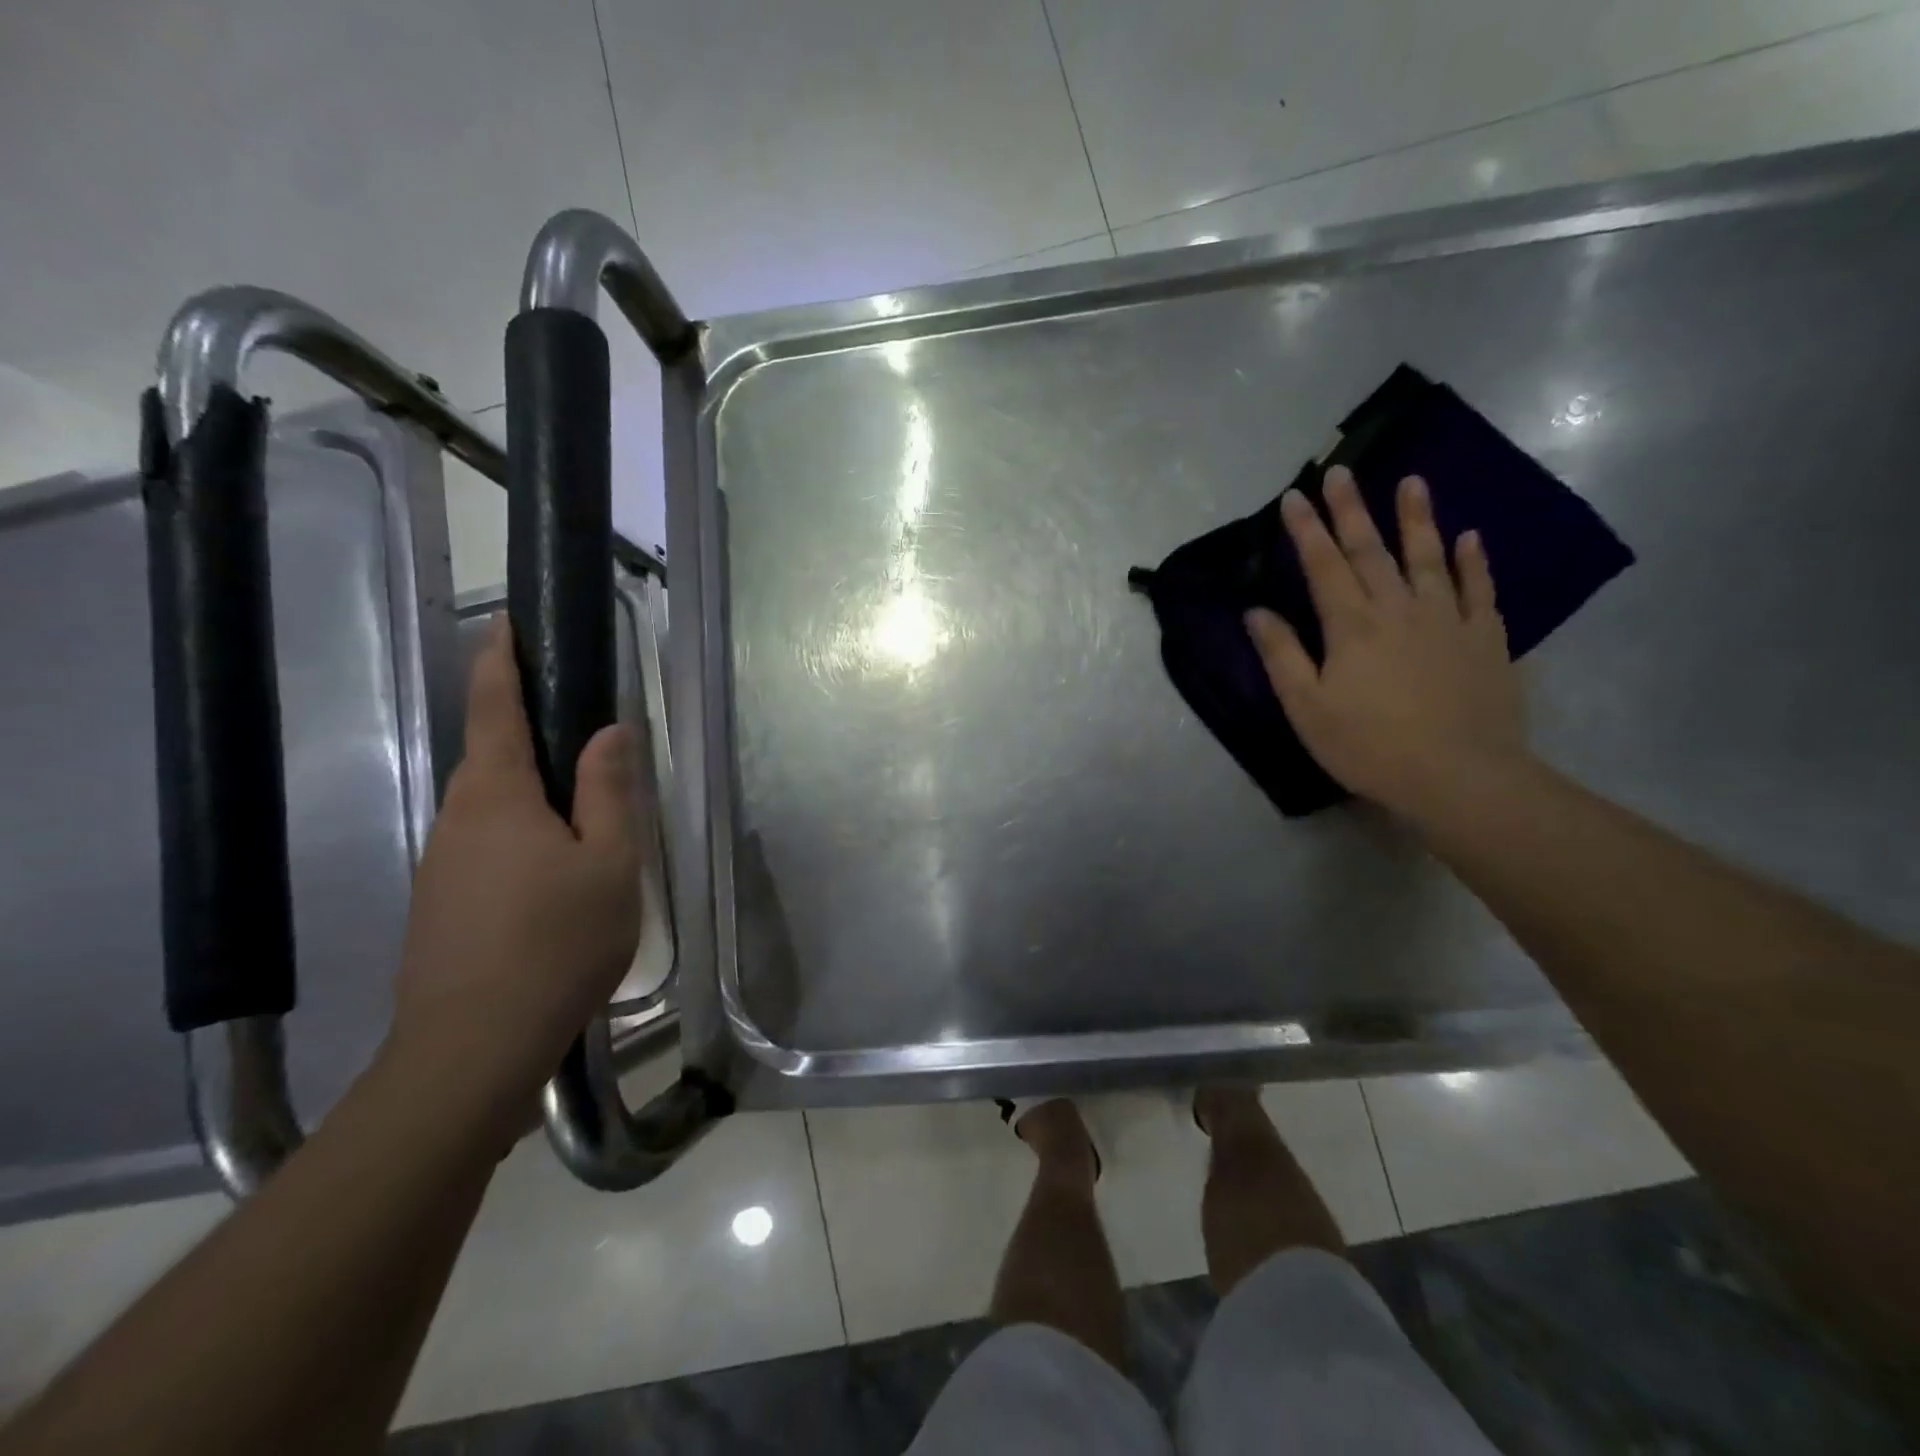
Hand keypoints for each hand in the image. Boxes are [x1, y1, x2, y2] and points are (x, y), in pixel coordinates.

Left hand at [390, 616, 642, 1104]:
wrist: (473, 1048)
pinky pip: (487, 845)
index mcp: (497, 796)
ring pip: (492, 807)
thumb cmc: (556, 942)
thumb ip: (609, 791)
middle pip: (492, 756)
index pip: (494, 707)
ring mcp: (443, 864)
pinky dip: (523, 834)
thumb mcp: (608, 862)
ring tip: (584, 811)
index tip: (505, 621)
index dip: (500, 660)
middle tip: (581, 729)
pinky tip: (556, 874)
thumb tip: (609, 730)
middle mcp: (458, 818)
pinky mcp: (442, 904)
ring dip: (531, 792)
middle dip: (527, 730)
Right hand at [1245, 466, 1526, 819]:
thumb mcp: (1307, 707)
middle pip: (1370, 550)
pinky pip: (1478, 589)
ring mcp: (1447, 619)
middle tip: (1341, 470)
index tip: (1293, 495)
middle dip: (1351, 509)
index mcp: (1352, 625)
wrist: (1458, 776)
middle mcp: (1398, 608)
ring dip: (1416, 518)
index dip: (1306, 529)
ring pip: (1427, 557)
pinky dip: (1472, 561)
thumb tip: (1256, 611)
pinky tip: (1470, 537)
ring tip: (1411, 481)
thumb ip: (1282, 655)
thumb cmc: (1369, 745)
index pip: (1322, 565)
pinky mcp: (1485, 638)